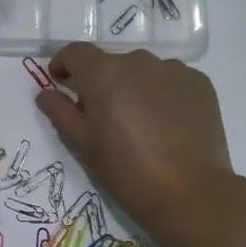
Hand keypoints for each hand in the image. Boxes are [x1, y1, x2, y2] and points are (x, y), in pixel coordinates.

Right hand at [35, 44, 245, 245]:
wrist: (191, 193)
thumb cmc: (126, 170)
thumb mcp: (83, 144)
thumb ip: (60, 111)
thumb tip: (46, 93)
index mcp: (104, 72)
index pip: (76, 52)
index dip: (64, 64)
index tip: (60, 81)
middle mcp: (138, 61)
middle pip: (111, 62)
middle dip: (102, 81)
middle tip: (103, 114)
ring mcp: (173, 69)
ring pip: (143, 71)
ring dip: (134, 86)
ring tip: (139, 121)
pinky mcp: (199, 83)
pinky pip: (171, 80)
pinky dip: (163, 93)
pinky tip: (166, 123)